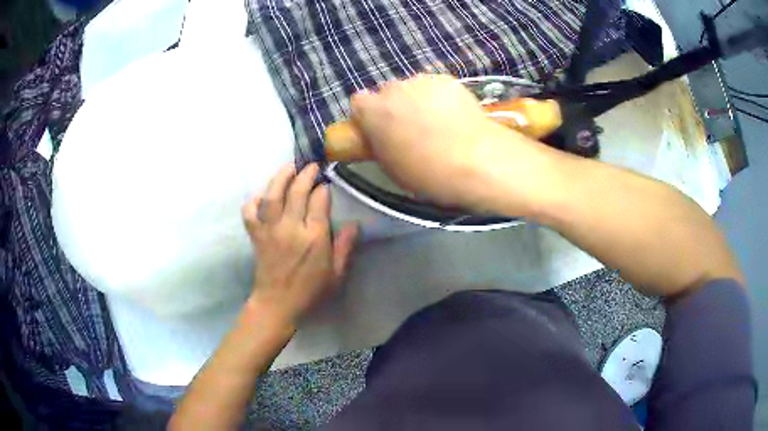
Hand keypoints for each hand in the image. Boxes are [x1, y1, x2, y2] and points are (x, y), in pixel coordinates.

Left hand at [242, 163, 358, 325]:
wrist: (277, 304)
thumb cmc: (310, 291)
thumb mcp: (336, 274)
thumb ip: (345, 247)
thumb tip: (355, 224)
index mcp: (314, 238)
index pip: (319, 201)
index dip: (323, 188)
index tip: (326, 182)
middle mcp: (291, 228)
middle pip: (296, 191)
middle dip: (305, 174)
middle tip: (311, 166)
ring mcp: (270, 230)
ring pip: (272, 196)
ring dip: (280, 177)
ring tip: (289, 167)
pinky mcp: (256, 235)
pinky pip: (250, 212)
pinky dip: (253, 201)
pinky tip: (262, 195)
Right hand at [350, 74, 552, 214]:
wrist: (477, 160)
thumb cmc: (430, 173)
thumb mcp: (392, 167)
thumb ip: (380, 144)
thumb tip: (382, 135)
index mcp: (374, 112)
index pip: (358, 102)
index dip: (368, 116)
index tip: (379, 129)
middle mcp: (393, 89)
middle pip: (386, 92)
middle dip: (393, 106)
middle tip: (410, 127)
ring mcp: (422, 80)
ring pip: (412, 87)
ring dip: (416, 100)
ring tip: (437, 121)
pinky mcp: (447, 79)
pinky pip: (434, 86)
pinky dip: (439, 97)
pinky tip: (454, 115)